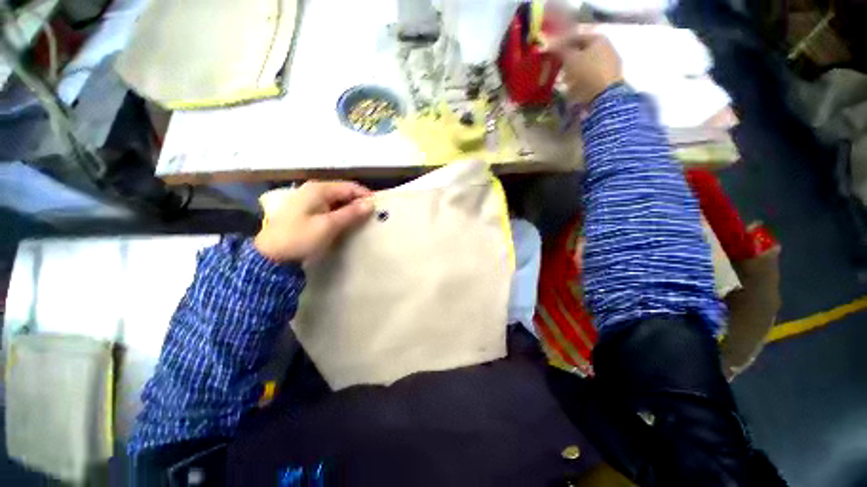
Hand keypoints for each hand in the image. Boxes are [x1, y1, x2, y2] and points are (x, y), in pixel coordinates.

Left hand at [254, 181, 373, 262]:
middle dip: (358, 203)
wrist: (272, 255)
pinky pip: (330, 208)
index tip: (379, 208)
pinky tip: (347, 223)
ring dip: (350, 210)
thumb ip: (351, 213)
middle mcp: (314, 190)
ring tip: (363, 221)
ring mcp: (309, 201)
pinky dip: (340, 214)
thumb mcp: (329, 225)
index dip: (365, 196)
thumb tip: (370, 204)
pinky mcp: (307, 211)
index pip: (350, 187)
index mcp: (319, 189)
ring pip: (337, 201)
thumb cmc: (301, 238)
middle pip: (343, 193)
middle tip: (373, 216)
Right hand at [548, 27, 622, 104]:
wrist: (606, 94)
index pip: (575, 37)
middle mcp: (606, 46)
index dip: (561, 44)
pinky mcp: (609, 77)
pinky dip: (581, 79)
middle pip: (582, 50)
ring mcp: (610, 62)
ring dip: (574, 70)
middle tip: (556, 68)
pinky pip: (591, 74)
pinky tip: (574, 87)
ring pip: (586, 63)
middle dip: (568, 59)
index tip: (550, 53)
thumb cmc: (587, 73)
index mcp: (598, 38)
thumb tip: (551, 45)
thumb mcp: (570, 60)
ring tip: (563, 80)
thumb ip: (561, 50)